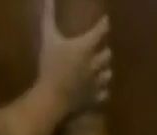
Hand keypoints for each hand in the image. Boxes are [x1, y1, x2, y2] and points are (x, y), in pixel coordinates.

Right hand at [38, 0, 111, 117]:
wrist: (53, 97)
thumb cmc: (50, 65)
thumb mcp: (48, 36)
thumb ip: (48, 14)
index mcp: (85, 47)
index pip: (100, 32)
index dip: (104, 25)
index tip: (106, 22)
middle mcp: (94, 64)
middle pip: (107, 54)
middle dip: (104, 51)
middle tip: (100, 49)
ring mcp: (95, 83)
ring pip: (108, 74)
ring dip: (105, 70)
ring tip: (101, 69)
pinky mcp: (94, 98)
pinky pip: (105, 94)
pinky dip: (103, 90)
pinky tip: (100, 88)